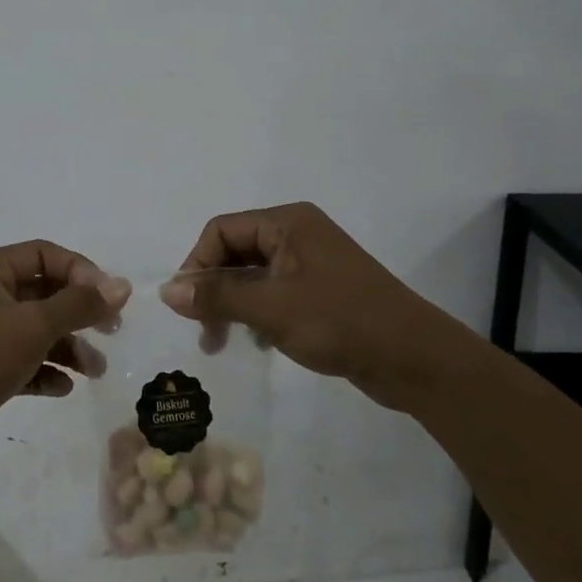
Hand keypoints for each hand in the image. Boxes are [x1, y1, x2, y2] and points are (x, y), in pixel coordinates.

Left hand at [0, 240, 129, 471]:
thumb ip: (79, 305)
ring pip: (32, 329)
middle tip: (111, 333)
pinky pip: (18, 360)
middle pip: (42, 292)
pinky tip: (62, 389)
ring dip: (66, 346)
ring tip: (94, 372)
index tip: (110, 301)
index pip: (45, 254)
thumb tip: (122, 285)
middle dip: (78, 313)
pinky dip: (42, 370)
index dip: (82, 272)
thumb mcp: (32, 326)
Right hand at [159, 202, 461, 410]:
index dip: (197, 263)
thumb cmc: (339, 321)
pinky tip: (257, 342)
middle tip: (201, 329)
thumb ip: (217, 295)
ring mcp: (311, 263)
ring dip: (232, 304)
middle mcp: (297, 234)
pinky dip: (257, 313)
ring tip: (221, 342)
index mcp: (287, 222)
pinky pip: (274, 293)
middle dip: (213, 288)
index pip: (222, 230)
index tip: (185, 305)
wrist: (414, 359)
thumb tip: (167, 290)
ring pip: (253, 275)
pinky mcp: (322, 291)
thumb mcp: (271, 308)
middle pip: (236, 251)